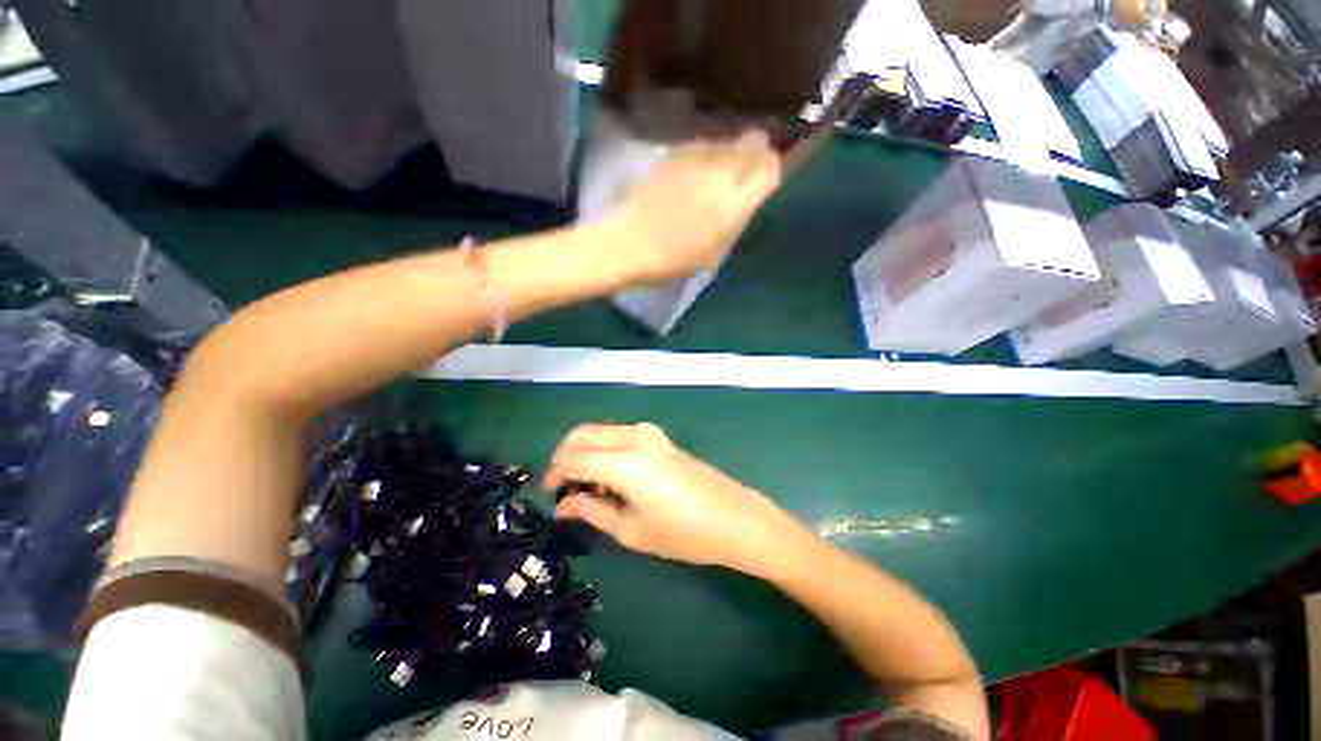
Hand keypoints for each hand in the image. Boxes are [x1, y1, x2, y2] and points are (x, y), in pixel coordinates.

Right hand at [543, 423, 806, 574]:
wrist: (734, 518)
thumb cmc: (684, 533)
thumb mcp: (632, 530)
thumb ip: (592, 511)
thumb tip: (563, 505)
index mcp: (624, 462)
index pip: (572, 457)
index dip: (554, 474)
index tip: (548, 494)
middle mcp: (633, 437)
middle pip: (583, 433)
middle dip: (564, 457)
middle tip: (563, 488)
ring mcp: (649, 432)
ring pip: (600, 432)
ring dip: (586, 453)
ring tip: (589, 489)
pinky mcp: (659, 436)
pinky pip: (619, 436)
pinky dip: (605, 450)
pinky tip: (612, 479)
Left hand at [605, 131, 781, 285]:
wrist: (626, 244)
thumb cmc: (670, 261)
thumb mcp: (711, 253)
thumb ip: (733, 223)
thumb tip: (744, 200)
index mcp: (731, 204)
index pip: (768, 169)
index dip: (773, 169)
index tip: (767, 179)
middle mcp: (718, 173)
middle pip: (752, 144)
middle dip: (757, 152)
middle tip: (747, 171)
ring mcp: (693, 160)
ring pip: (726, 141)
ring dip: (730, 152)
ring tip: (720, 173)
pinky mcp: (671, 156)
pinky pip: (701, 146)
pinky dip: (707, 154)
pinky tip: (696, 172)